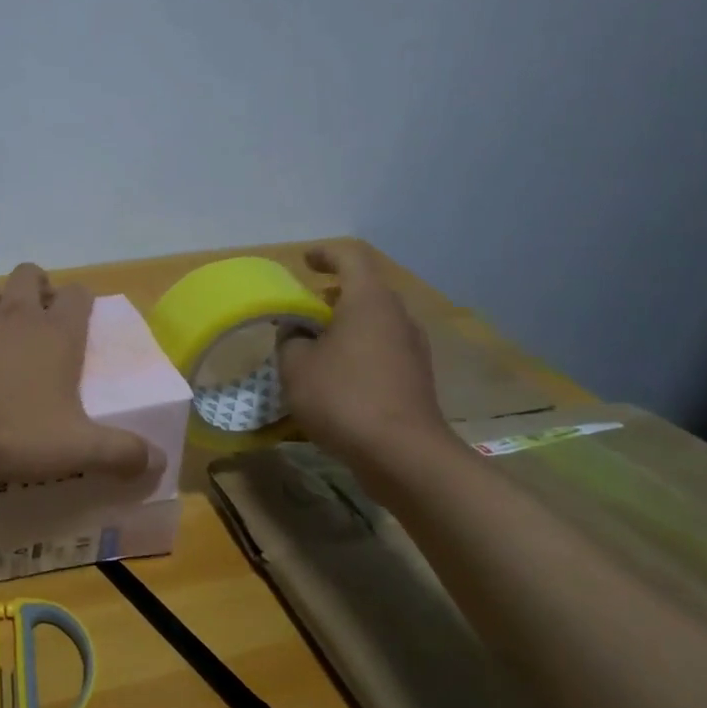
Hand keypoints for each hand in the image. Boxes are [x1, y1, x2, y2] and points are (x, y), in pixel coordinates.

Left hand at [0, 263, 158, 482]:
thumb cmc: (7, 428)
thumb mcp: (73, 448)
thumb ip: (119, 453)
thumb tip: (159, 461)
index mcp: (55, 332)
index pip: (78, 294)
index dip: (83, 302)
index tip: (82, 320)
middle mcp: (15, 314)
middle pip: (31, 274)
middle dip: (39, 288)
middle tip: (41, 322)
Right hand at [277, 243, 450, 467]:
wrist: (402, 453)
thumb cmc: (342, 397)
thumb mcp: (296, 365)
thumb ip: (290, 339)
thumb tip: (297, 333)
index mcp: (368, 301)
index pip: (350, 258)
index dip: (325, 254)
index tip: (304, 262)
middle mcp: (397, 316)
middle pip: (365, 290)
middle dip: (332, 295)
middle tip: (303, 309)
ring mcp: (412, 347)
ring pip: (374, 322)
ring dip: (345, 325)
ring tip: (315, 345)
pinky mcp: (416, 376)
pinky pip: (382, 349)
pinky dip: (358, 350)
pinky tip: (336, 376)